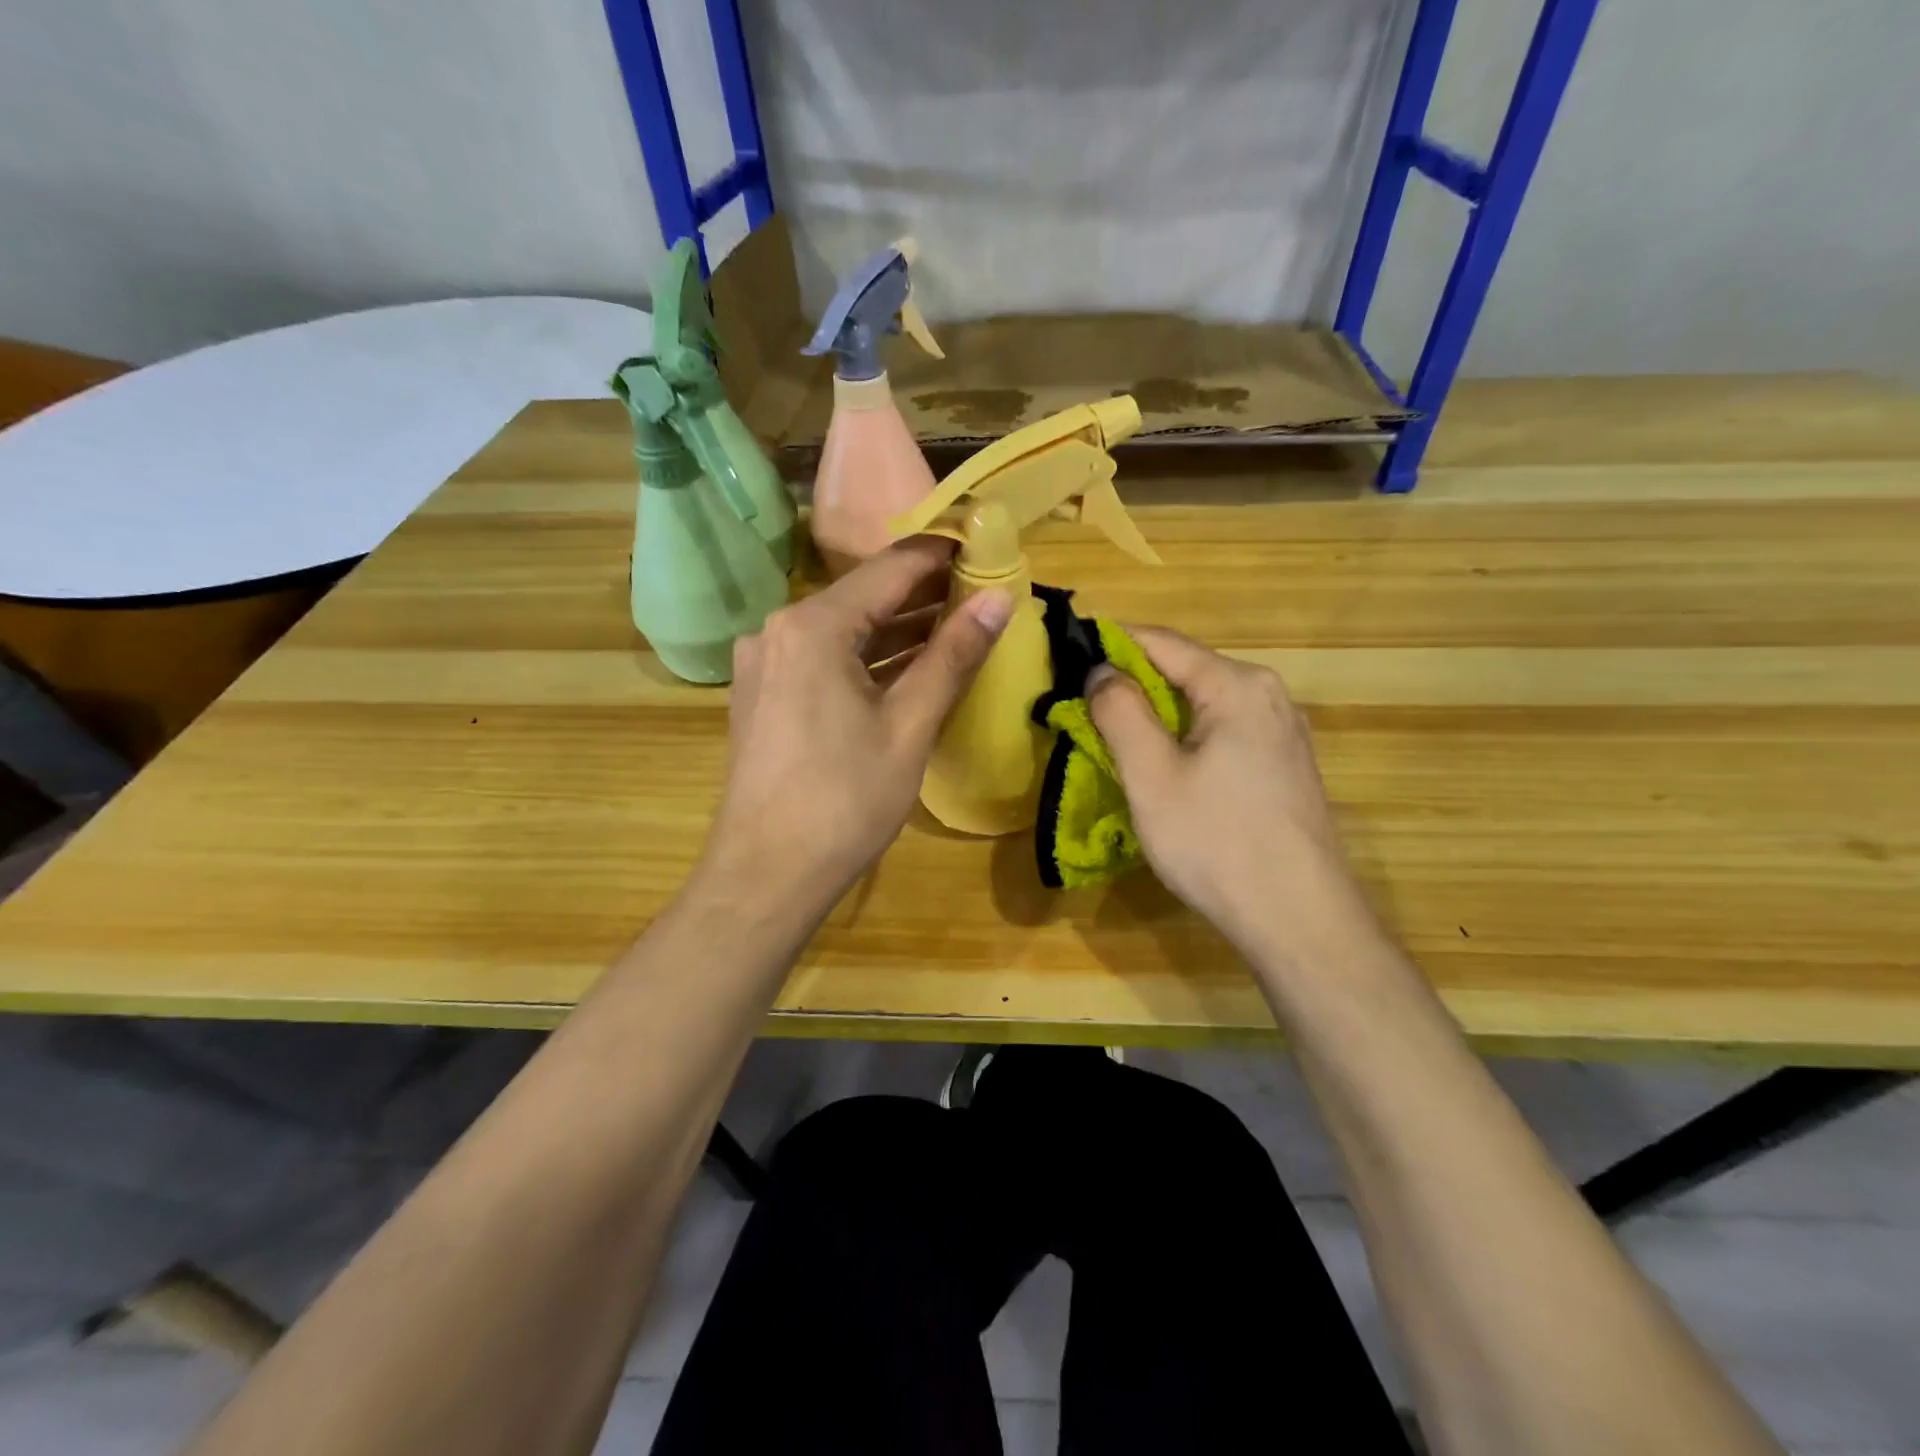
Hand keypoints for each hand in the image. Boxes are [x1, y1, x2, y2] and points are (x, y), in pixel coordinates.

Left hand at [699, 537, 1012, 913]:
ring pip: (843, 629)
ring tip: (956, 627)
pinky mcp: (763, 694)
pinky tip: (906, 667)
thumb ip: (953, 656)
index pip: (890, 568)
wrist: (766, 876)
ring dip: (896, 629)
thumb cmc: (844, 801)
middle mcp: (779, 630)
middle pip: (863, 596)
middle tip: (982, 594)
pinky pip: (823, 658)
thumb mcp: (909, 726)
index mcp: (813, 626)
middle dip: (923, 595)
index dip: (942, 556)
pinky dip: (866, 658)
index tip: (986, 549)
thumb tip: (1001, 599)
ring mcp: (765, 663)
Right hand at [1088, 628, 1370, 955]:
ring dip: (1157, 714)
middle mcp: (1268, 696)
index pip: (1161, 642)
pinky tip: (1165, 770)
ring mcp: (1283, 732)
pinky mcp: (1284, 766)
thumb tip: (1101, 670)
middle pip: (1185, 670)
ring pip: (1203, 704)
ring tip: (1114, 738)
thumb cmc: (1217, 844)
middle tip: (1083, 707)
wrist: (1300, 921)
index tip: (1066, 656)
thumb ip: (1120, 712)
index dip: (1109, 643)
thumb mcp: (1152, 776)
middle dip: (1131, 683)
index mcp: (1237, 686)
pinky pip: (1223, 732)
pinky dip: (1185, 738)